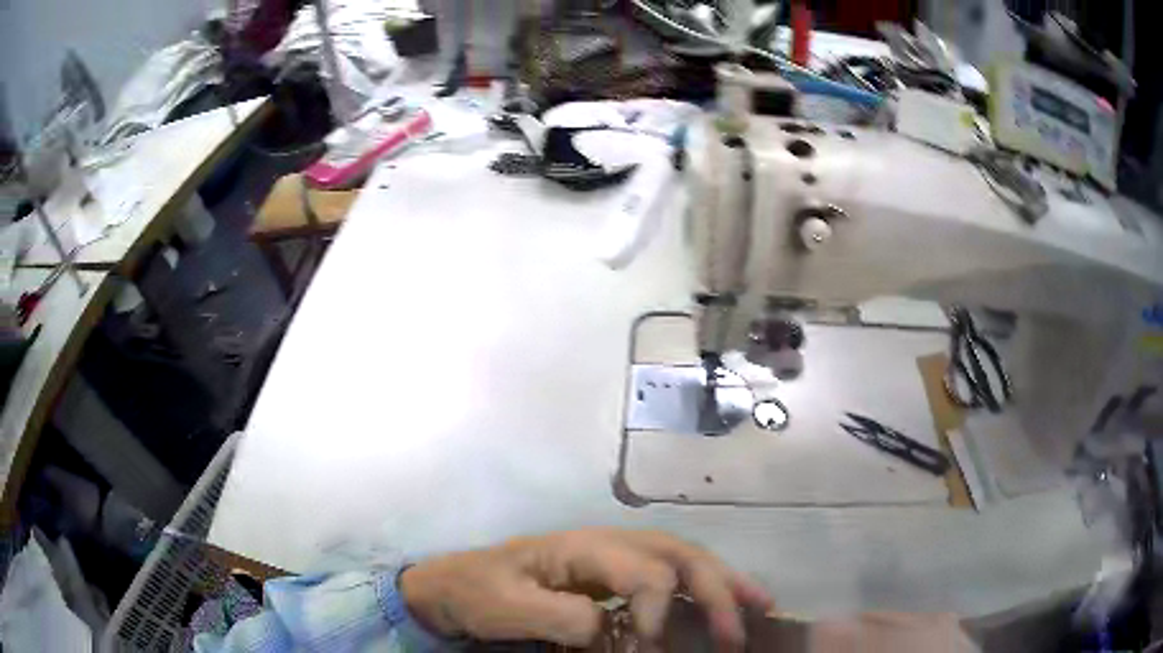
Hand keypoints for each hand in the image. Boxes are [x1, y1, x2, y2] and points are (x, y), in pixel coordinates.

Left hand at [398, 528, 773, 648]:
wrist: (451, 586)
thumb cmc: (474, 592)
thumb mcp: (504, 606)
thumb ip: (558, 615)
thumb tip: (612, 626)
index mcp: (582, 547)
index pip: (642, 569)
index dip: (657, 608)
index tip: (648, 647)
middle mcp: (608, 546)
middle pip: (677, 556)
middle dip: (714, 591)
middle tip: (739, 632)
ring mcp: (613, 561)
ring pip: (683, 561)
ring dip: (725, 583)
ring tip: (762, 607)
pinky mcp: (612, 580)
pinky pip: (670, 580)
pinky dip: (704, 592)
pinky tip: (725, 606)